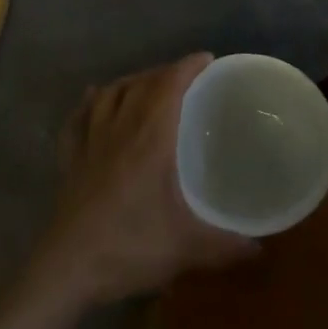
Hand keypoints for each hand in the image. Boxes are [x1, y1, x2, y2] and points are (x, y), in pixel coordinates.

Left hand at [20, 54, 256, 314]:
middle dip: (165, 72)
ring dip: (131, 81)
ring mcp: (89, 142)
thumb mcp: (186, 248)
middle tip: (186, 77)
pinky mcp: (70, 159)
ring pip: (110, 94)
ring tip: (147, 84)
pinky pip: (79, 117)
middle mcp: (119, 130)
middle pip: (141, 85)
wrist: (67, 269)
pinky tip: (95, 98)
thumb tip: (260, 247)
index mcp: (149, 140)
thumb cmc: (129, 248)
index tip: (207, 59)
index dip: (187, 67)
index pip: (169, 87)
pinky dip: (91, 101)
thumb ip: (226, 245)